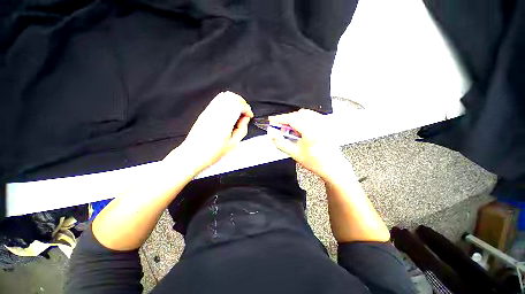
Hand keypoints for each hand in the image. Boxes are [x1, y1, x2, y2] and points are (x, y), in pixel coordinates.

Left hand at [165, 91, 252, 173]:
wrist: (193, 154)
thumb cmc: (212, 152)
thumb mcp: (233, 143)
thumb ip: (242, 129)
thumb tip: (245, 119)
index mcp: (224, 122)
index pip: (238, 105)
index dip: (247, 108)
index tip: (249, 115)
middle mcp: (216, 114)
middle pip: (232, 97)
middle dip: (242, 102)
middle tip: (245, 112)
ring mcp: (209, 112)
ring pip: (224, 96)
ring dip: (234, 100)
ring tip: (238, 110)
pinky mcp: (205, 112)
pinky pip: (217, 100)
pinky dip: (226, 101)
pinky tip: (229, 110)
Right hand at [268, 109, 344, 179]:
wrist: (332, 166)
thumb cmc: (315, 162)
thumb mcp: (294, 154)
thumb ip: (280, 142)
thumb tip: (271, 133)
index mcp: (312, 132)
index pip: (292, 119)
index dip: (280, 118)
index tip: (271, 120)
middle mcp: (320, 124)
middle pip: (298, 114)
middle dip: (286, 119)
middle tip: (280, 128)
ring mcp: (325, 123)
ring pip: (304, 113)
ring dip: (294, 119)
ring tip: (291, 130)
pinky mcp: (326, 123)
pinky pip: (311, 115)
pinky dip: (302, 119)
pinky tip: (300, 129)